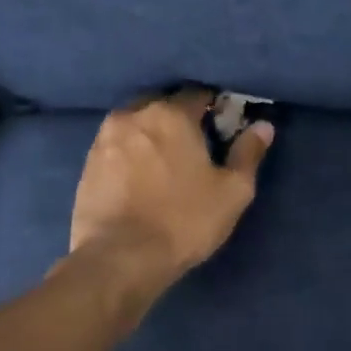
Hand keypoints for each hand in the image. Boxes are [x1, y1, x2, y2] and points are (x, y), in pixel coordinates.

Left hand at [69, 88, 273, 285]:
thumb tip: (263, 126)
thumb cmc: (184, 221)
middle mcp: (133, 115)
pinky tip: (141, 175)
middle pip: (162, 103)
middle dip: (179, 115)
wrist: (120, 258)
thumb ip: (248, 153)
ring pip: (136, 123)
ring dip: (152, 133)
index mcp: (171, 114)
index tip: (223, 125)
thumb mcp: (232, 191)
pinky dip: (131, 152)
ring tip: (166, 160)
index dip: (214, 106)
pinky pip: (117, 145)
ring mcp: (104, 139)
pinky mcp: (87, 164)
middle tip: (195, 143)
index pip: (197, 93)